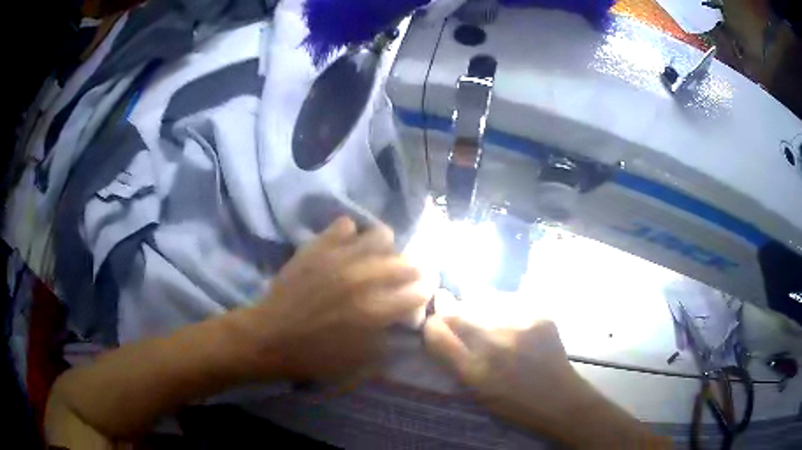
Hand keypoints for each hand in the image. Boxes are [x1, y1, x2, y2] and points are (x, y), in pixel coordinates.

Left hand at [231, 217, 431, 382]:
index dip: (424, 293)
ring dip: (386, 250)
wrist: (269, 338)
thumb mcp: (360, 362)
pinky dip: (351, 235)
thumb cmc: (314, 357)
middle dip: (412, 271)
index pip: (418, 291)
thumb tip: (406, 323)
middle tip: (404, 279)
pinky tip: (347, 248)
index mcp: (374, 310)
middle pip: (405, 262)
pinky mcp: (317, 247)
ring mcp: (338, 257)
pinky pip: (344, 225)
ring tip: (378, 260)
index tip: (421, 295)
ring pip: (381, 236)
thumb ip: (390, 341)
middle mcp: (362, 278)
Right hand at [423, 293, 669, 447]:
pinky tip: (511, 322)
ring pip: (483, 298)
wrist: (559, 398)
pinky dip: (502, 306)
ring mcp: (520, 324)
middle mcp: (495, 343)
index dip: (432, 324)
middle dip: (451, 308)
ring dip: (478, 305)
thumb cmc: (512, 402)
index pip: (437, 333)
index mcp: (474, 370)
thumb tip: (435, 326)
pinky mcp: (540, 313)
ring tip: (488, 319)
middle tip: (456, 312)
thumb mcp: (475, 389)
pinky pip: (509, 299)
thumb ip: (453, 357)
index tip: (435, 321)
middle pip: (458, 311)